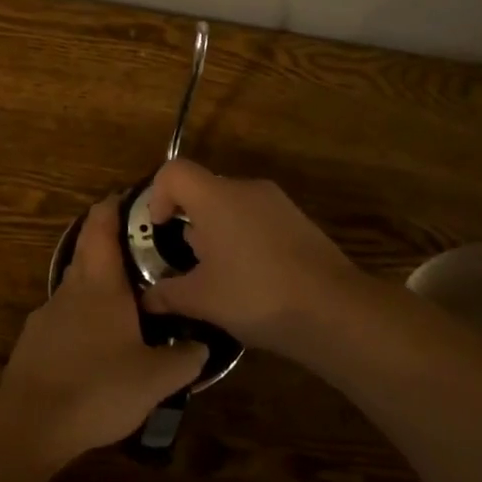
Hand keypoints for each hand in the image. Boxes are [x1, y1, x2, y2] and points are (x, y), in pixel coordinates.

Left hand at [0, 198, 204, 461]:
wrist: (31, 423)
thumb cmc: (98, 387)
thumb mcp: (156, 379)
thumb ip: (184, 359)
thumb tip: (202, 345)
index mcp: (100, 284)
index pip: (101, 226)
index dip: (113, 206)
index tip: (130, 198)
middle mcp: (71, 289)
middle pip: (87, 251)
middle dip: (108, 242)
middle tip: (141, 249)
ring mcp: (47, 314)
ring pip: (75, 285)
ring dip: (97, 283)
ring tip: (126, 300)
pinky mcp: (33, 341)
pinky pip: (64, 316)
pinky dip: (82, 316)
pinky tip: (97, 343)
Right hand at [141, 159, 361, 353]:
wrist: (334, 310)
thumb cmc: (256, 295)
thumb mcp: (202, 300)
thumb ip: (168, 294)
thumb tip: (147, 299)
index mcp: (216, 197)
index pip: (174, 172)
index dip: (157, 195)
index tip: (160, 229)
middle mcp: (247, 189)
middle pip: (204, 189)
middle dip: (189, 222)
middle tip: (188, 262)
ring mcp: (278, 203)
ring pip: (232, 206)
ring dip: (217, 233)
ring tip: (219, 276)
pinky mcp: (300, 221)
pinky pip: (258, 219)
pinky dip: (244, 239)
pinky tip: (251, 279)